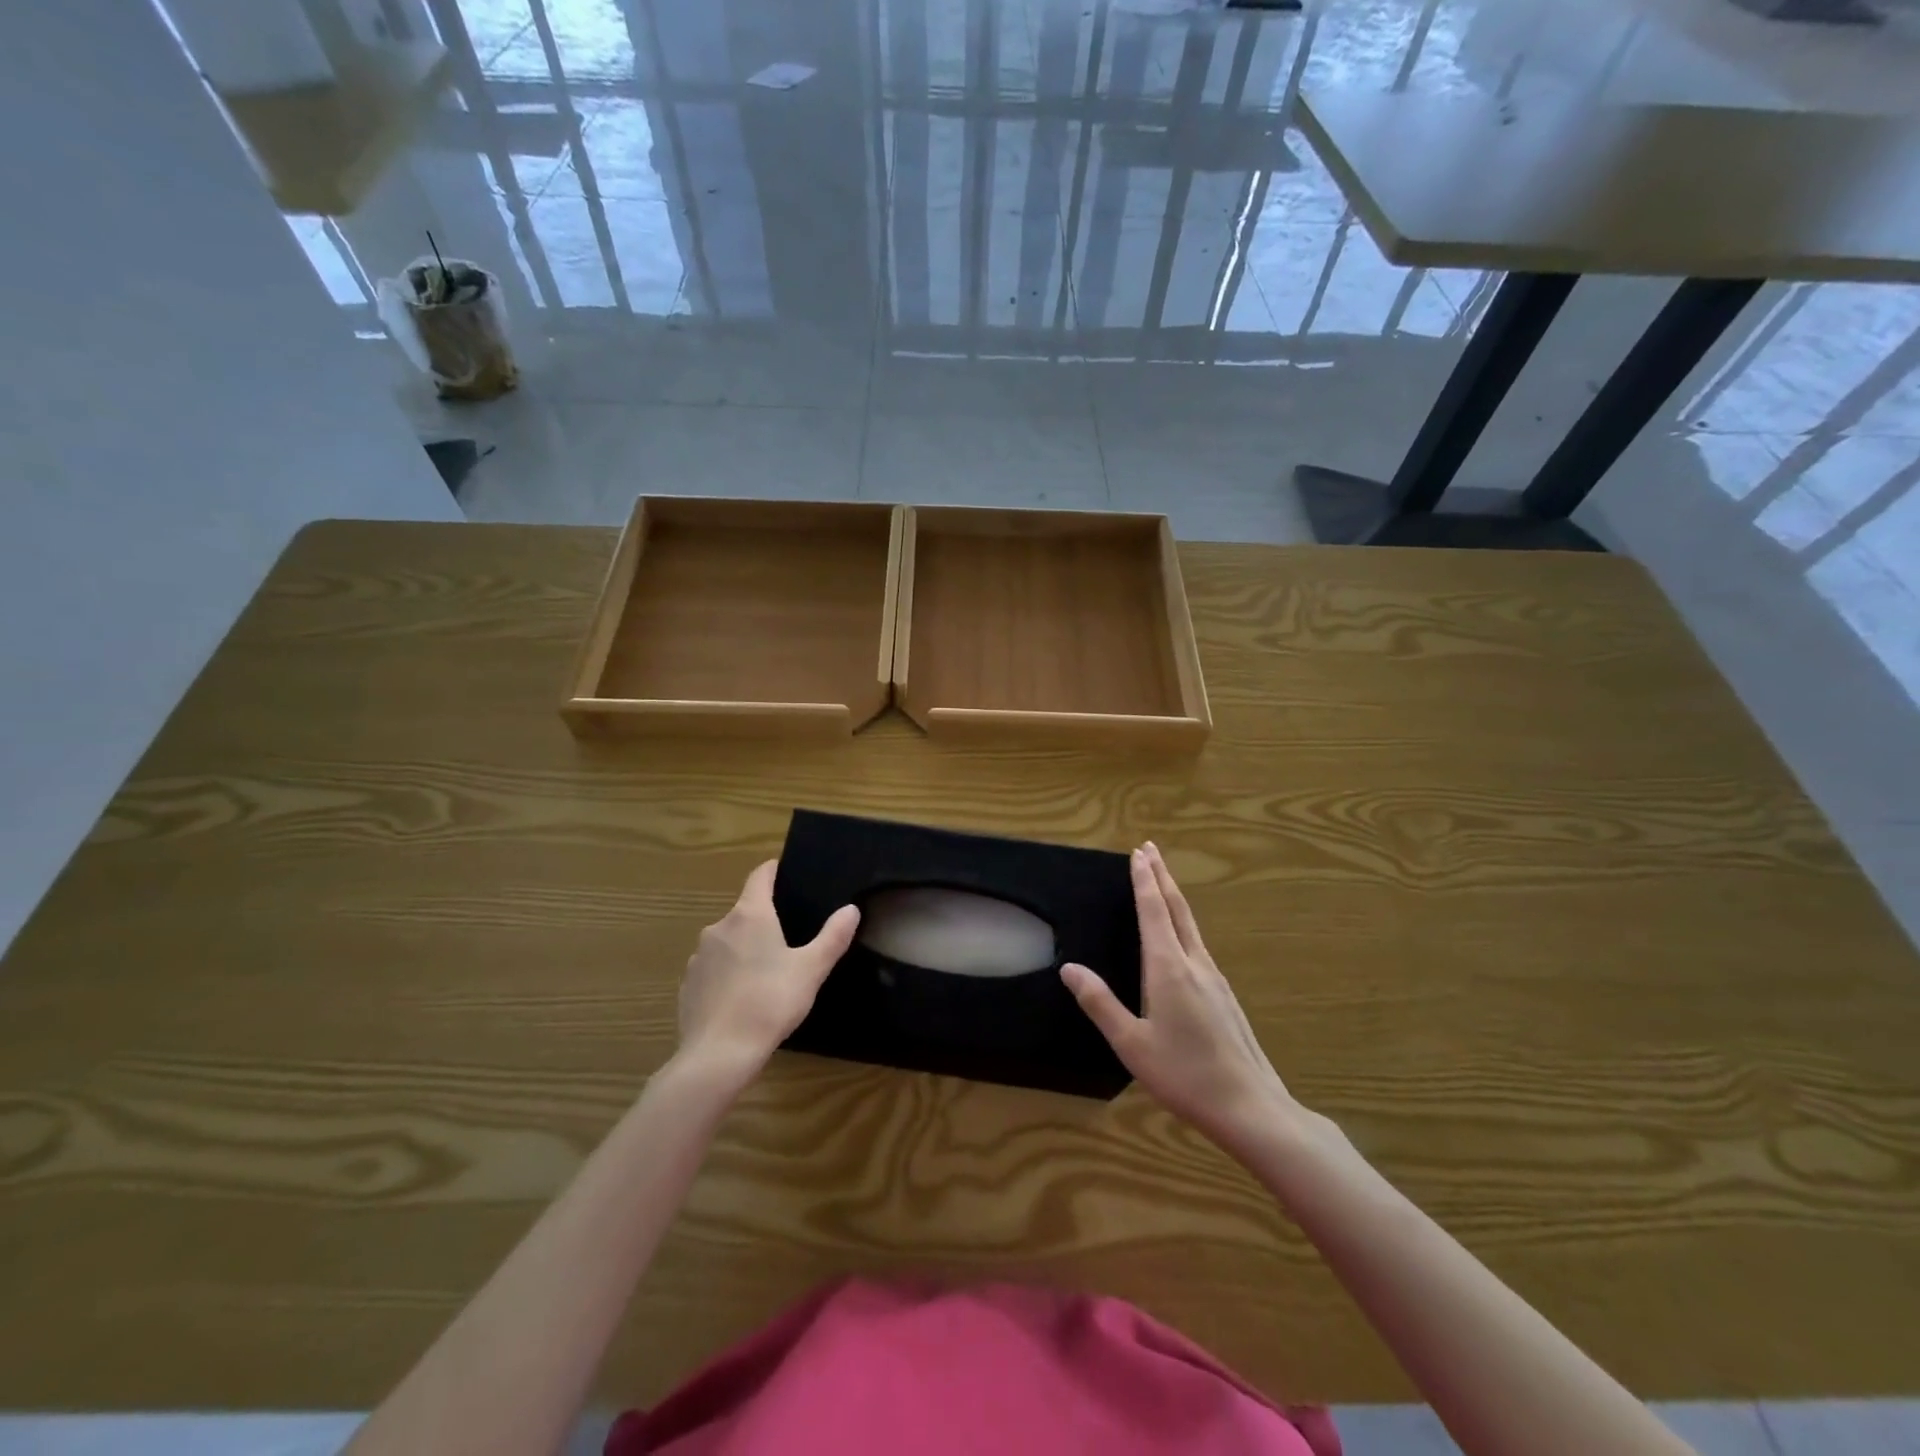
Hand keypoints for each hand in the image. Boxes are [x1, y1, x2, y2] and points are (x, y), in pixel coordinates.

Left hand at [675, 861, 859, 1086]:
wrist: (719, 1054)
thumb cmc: (770, 1002)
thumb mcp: (811, 969)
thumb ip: (832, 937)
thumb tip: (851, 909)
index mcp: (750, 915)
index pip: (760, 876)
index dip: (773, 871)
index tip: (785, 873)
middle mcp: (720, 927)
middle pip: (744, 911)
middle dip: (764, 920)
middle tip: (788, 939)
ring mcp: (699, 956)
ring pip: (727, 942)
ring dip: (744, 949)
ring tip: (766, 973)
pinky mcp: (688, 984)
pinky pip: (712, 969)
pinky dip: (727, 975)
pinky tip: (741, 998)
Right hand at [1062, 843, 1294, 1154]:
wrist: (1251, 1107)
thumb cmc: (1184, 1075)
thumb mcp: (1132, 1044)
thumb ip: (1100, 1003)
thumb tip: (1069, 968)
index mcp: (1168, 968)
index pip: (1154, 911)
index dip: (1144, 881)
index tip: (1139, 853)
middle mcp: (1195, 963)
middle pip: (1177, 908)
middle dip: (1162, 876)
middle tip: (1151, 849)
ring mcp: (1215, 978)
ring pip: (1191, 925)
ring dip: (1174, 897)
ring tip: (1162, 882)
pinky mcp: (1224, 995)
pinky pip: (1198, 944)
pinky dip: (1183, 923)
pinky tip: (1180, 937)